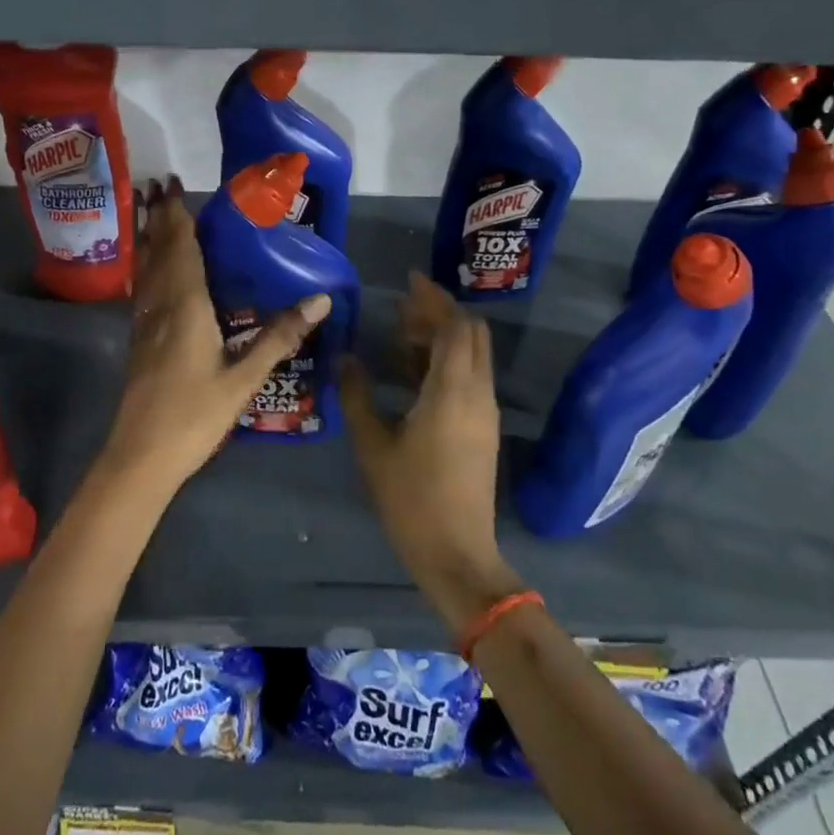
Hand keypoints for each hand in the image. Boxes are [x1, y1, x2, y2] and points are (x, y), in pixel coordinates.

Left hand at [94, 177, 329, 498]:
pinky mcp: (138, 342)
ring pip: (145, 270)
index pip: (181, 250)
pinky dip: (145, 268)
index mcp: (186, 308)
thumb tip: (320, 299)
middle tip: (156, 186)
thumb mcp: (244, 379)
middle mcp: (160, 307)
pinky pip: (141, 290)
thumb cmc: (194, 416)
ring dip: (147, 239)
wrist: (141, 456)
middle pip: (158, 253)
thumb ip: (279, 337)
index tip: (171, 185)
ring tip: (147, 214)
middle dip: (158, 218)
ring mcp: (144, 325)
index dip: (176, 217)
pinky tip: (148, 272)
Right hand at [340, 273, 521, 633]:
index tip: (409, 281)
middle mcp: (478, 392)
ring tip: (402, 337)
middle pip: (471, 334)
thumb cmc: (410, 499)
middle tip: (401, 310)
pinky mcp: (485, 428)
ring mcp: (486, 412)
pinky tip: (414, 372)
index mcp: (452, 390)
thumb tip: (347, 358)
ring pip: (473, 355)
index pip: (454, 326)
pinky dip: (448, 361)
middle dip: (440, 313)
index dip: (433, 298)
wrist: (457, 553)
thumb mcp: (373, 446)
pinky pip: (471, 377)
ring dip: (443, 337)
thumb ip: (357, 396)